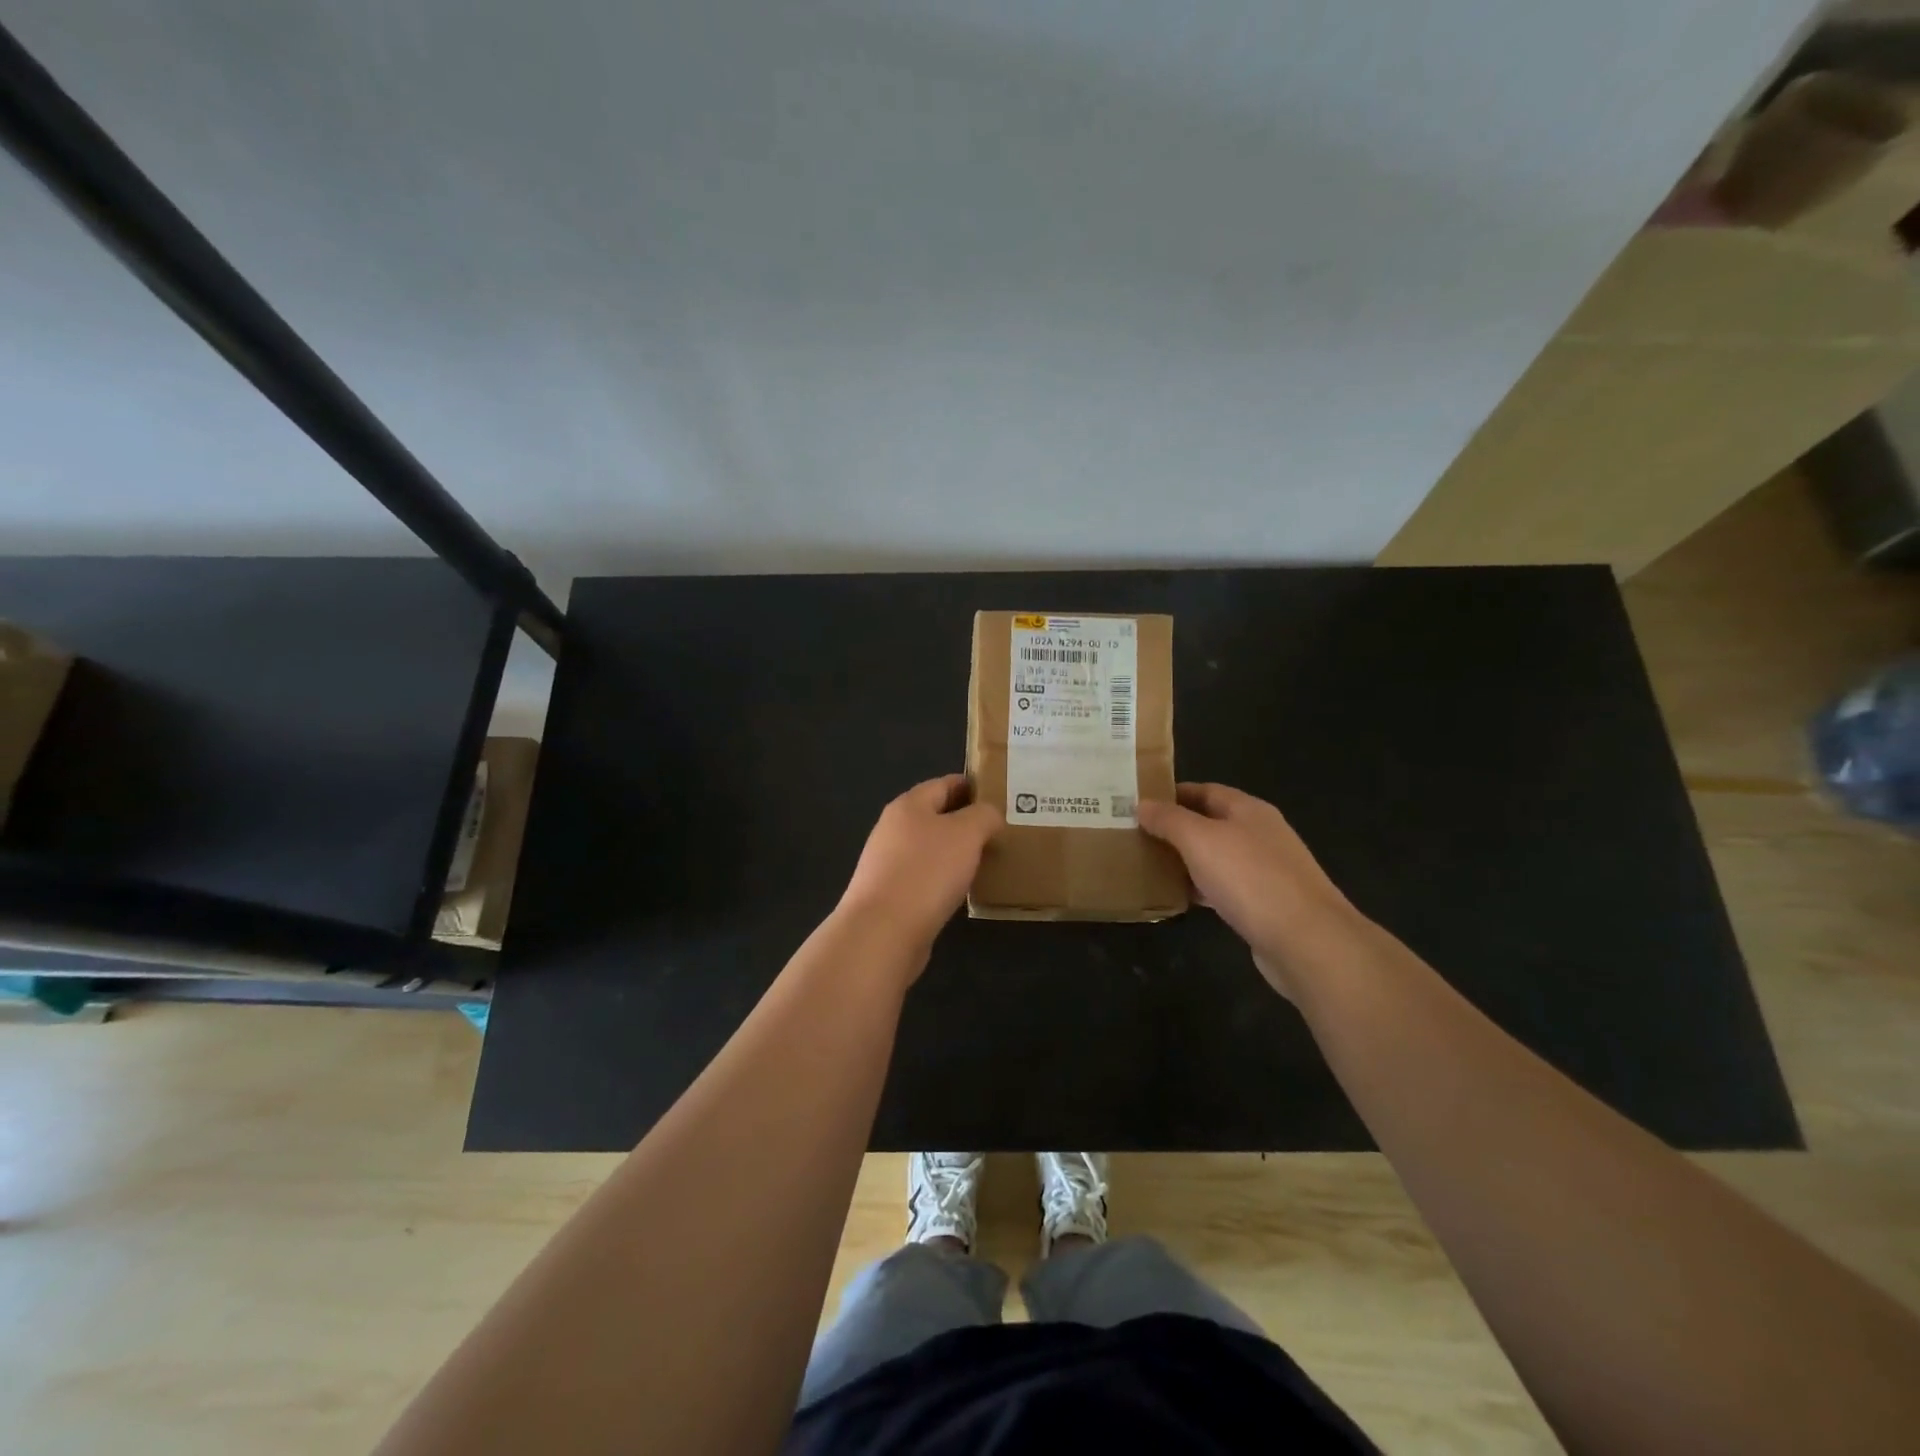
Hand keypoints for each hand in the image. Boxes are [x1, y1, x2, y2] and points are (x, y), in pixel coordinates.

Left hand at [837, 775, 1001, 959]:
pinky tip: (961, 890)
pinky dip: (944, 878)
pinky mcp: (889, 895)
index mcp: (908, 806)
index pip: (944, 784)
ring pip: (930, 848)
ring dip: (956, 852)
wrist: (882, 931)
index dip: (972, 787)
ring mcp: (887, 863)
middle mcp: (893, 829)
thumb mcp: (967, 833)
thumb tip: (989, 815)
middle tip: (1000, 831)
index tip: (1000, 796)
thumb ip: (984, 816)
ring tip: (987, 861)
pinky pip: (924, 877)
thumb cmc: (927, 872)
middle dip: (966, 822)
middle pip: (935, 816)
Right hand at [1137, 783, 1363, 998]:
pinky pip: (1225, 887)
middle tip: (1137, 835)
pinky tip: (1180, 898)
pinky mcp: (1266, 904)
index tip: (1139, 803)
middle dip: (1176, 828)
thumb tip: (1142, 804)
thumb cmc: (1249, 878)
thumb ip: (1169, 820)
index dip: (1172, 793)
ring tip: (1149, 864)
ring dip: (1187, 859)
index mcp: (1249, 810)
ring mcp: (1266, 871)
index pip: (1205, 790)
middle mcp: (1261, 835)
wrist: (1306, 940)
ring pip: (1217, 857)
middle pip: (1211, 823)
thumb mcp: (1199, 840)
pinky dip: (1201, 888)